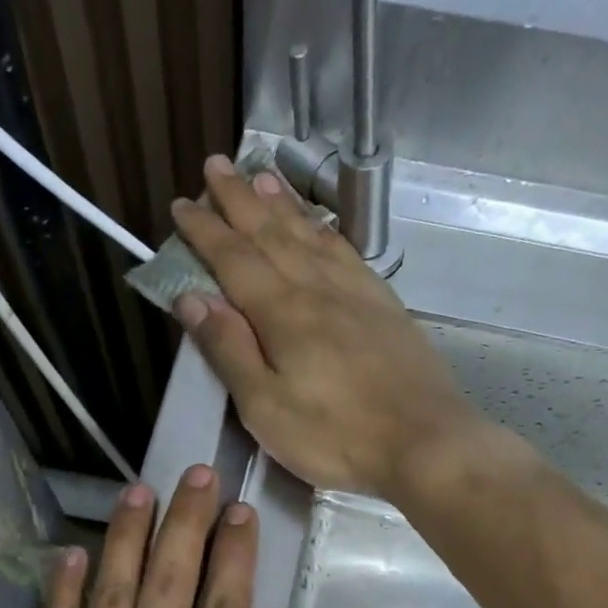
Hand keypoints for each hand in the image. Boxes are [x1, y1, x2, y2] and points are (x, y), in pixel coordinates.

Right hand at [170, 155, 477, 497]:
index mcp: (283, 314)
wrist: (426, 443)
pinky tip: (320, 226)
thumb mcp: (266, 408)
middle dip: (240, 199)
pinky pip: (348, 253)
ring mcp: (357, 294)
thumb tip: (191, 298)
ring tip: (262, 175)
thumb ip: (229, 350)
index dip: (206, 230)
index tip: (181, 204)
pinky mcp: (385, 307)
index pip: (234, 259)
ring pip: (312, 236)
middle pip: (272, 234)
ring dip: (283, 205)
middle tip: (216, 165)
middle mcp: (318, 290)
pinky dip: (326, 231)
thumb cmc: (336, 436)